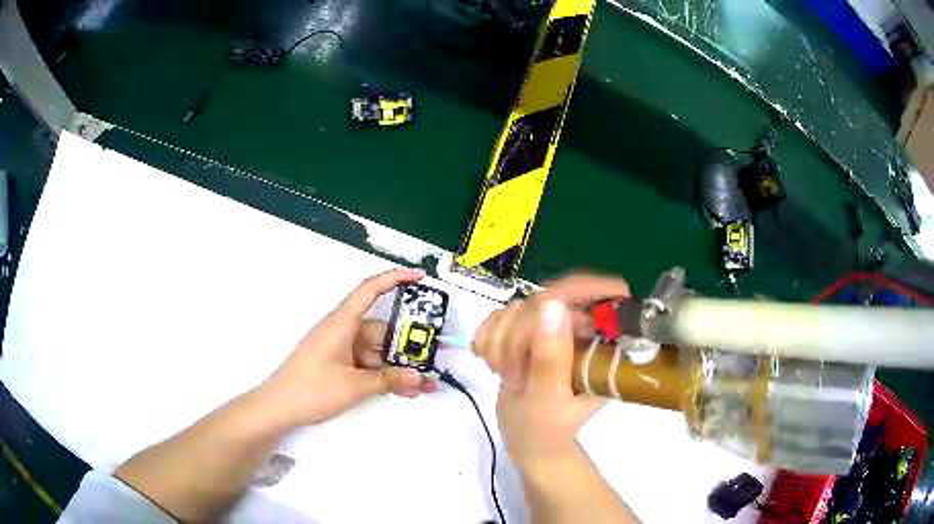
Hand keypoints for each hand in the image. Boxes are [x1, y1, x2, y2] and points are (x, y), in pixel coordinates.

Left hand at [262, 268, 438, 426]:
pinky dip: (386, 375)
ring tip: (425, 382)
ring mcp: (341, 350)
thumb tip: (418, 377)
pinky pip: (369, 366)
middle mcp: (343, 331)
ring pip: (378, 352)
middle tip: (435, 351)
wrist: (279, 407)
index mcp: (342, 323)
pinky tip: (405, 390)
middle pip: (381, 329)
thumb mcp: (354, 386)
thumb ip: (388, 380)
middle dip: (408, 342)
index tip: (420, 277)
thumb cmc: (310, 389)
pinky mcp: (340, 365)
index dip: (396, 278)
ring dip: (400, 366)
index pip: (370, 289)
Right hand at [473, 274, 630, 469]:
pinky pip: (500, 316)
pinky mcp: (528, 332)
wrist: (529, 443)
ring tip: (508, 373)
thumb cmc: (546, 431)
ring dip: (502, 340)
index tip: (539, 311)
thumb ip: (550, 357)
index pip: (604, 292)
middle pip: (549, 298)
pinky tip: (495, 363)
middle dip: (521, 332)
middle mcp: (582, 331)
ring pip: (520, 306)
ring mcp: (554, 329)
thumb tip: (551, 304)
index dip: (574, 291)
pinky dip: (489, 339)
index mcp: (603, 346)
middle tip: (514, 370)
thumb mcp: (549, 400)